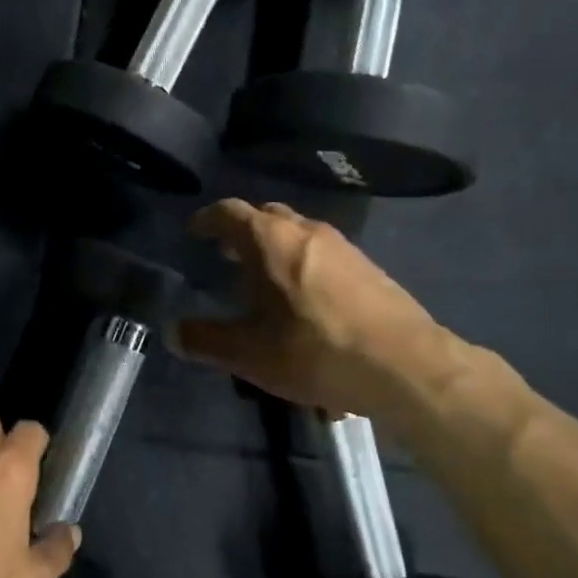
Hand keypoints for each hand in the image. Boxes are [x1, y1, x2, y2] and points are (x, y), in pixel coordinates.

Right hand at [172, 199, 443, 416]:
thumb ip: (206, 340)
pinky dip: (301, 260)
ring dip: (275, 246)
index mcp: (271, 240)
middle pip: (267, 216)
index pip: (230, 212)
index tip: (194, 232)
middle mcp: (306, 230)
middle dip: (242, 230)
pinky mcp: (367, 265)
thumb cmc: (315, 351)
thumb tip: (173, 333)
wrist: (404, 365)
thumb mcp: (249, 354)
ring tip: (262, 277)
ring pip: (298, 232)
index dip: (207, 219)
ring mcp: (342, 245)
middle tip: (226, 254)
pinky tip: (303, 296)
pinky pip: (322, 251)